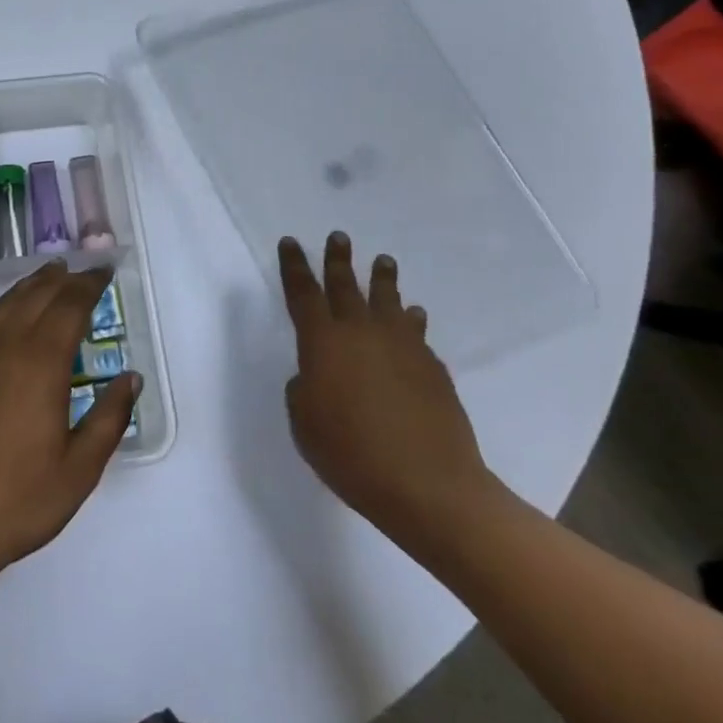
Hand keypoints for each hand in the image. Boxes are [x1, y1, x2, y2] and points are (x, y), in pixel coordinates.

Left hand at [0, 262, 140, 579]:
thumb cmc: (19, 499)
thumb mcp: (80, 468)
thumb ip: (110, 418)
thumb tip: (131, 378)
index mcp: (42, 362)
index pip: (71, 305)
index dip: (90, 285)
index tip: (104, 272)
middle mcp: (7, 344)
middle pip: (40, 294)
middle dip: (66, 278)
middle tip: (84, 271)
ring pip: (9, 301)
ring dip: (34, 283)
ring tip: (51, 273)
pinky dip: (4, 304)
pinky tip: (8, 309)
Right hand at [279, 233, 498, 553]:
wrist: (430, 486)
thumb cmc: (353, 456)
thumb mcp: (305, 425)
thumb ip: (304, 390)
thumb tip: (315, 375)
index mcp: (323, 342)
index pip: (303, 293)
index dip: (294, 266)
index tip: (290, 242)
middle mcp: (361, 332)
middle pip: (346, 285)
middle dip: (338, 259)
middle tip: (338, 237)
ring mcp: (402, 345)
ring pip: (388, 299)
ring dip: (382, 278)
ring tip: (383, 261)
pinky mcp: (432, 365)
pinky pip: (416, 331)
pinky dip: (411, 319)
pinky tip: (413, 316)